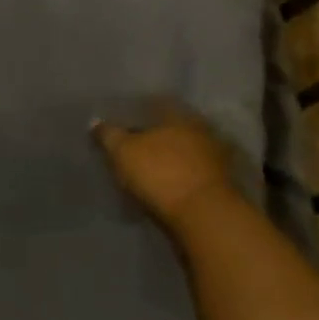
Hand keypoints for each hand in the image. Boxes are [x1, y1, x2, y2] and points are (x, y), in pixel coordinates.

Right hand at [92, 107, 238, 226]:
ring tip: (150, 168)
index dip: (137, 111)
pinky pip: (196, 173)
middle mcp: (202, 129)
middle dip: (156, 135)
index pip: (156, 103)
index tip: (121, 121)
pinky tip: (168, 186)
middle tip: (135, 145)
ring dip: (171, 157)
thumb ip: (108, 134)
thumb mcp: (123, 151)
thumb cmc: (160, 173)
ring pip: (187, 150)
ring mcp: (217, 157)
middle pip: (174, 127)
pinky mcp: (223, 184)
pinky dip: (183, 176)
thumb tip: (95, 122)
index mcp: (179, 115)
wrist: (204, 216)